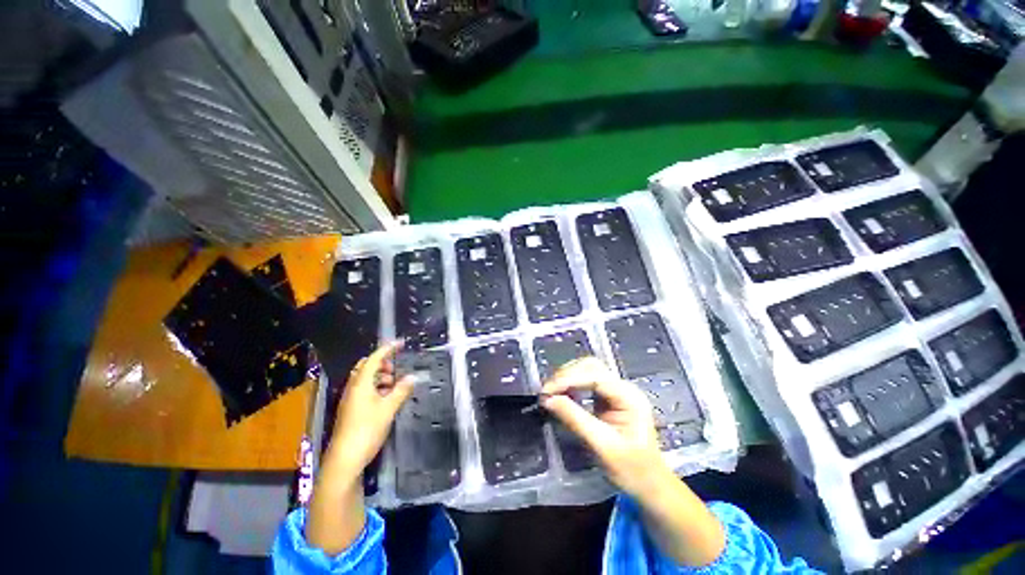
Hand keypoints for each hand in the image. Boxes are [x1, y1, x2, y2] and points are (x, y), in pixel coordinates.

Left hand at [325, 341, 413, 473]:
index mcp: (360, 383)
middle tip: (396, 368)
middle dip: (382, 363)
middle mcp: (353, 388)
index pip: (374, 359)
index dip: (388, 349)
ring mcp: (350, 399)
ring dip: (379, 376)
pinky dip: (375, 387)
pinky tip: (386, 398)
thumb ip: (401, 390)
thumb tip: (413, 377)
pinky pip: (363, 390)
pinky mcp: (350, 410)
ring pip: (365, 379)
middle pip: (366, 367)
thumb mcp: (388, 408)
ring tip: (394, 384)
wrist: (345, 459)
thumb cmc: (367, 429)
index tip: (401, 343)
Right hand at [541, 356, 665, 496]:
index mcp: (629, 397)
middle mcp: (623, 387)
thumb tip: (548, 400)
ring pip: (587, 371)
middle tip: (547, 391)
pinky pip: (586, 382)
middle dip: (566, 375)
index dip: (568, 379)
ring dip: (567, 378)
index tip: (547, 392)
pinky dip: (571, 385)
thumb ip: (575, 420)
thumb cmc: (632, 470)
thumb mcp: (602, 446)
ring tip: (551, 392)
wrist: (650, 485)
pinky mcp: (609, 397)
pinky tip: (561, 395)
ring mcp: (617, 391)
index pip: (594, 376)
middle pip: (591, 367)